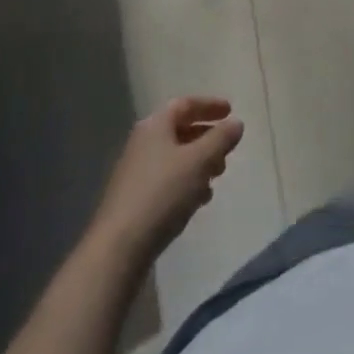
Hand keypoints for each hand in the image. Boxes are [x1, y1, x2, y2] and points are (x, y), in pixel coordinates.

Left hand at [94, 97, 243, 261]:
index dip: (210, 105)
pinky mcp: (134, 200)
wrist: (118, 249)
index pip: (186, 104)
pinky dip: (186, 183)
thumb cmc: (162, 193)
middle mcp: (142, 144)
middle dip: (207, 138)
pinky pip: (166, 181)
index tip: (231, 111)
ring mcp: (135, 173)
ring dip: (198, 163)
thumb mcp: (200, 161)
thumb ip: (221, 138)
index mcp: (155, 126)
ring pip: (175, 158)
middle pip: (180, 131)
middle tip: (227, 150)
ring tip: (216, 178)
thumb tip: (236, 123)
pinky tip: (198, 201)